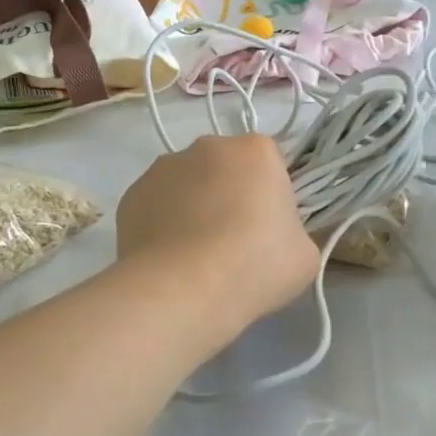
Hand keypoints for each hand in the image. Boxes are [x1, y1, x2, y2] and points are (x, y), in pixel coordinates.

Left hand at [117, 134, 319, 334]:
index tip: (268, 230)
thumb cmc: (255, 265)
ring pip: (186, 184)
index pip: (270, 164)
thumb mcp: (304, 254)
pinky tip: (168, 259)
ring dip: (192, 207)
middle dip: (228, 195)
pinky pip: (156, 205)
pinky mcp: (131, 194)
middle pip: (224, 168)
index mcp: (256, 151)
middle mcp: (207, 146)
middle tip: (232, 243)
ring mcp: (163, 167)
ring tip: (194, 255)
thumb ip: (292, 232)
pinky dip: (162, 224)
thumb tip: (274, 236)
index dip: (271, 197)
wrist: (183, 289)